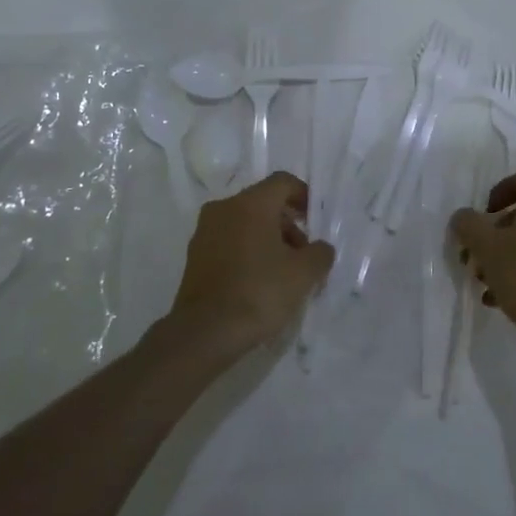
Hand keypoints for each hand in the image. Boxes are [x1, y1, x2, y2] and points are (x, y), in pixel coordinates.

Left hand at [169, 172, 333, 354]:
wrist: (204, 333)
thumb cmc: (258, 293)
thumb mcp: (303, 274)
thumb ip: (320, 253)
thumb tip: (320, 248)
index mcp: (250, 204)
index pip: (282, 182)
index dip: (304, 196)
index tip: (315, 221)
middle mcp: (224, 208)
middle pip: (264, 203)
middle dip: (288, 225)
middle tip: (303, 255)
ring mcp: (205, 232)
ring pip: (245, 223)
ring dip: (268, 240)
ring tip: (283, 274)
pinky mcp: (195, 256)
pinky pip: (229, 242)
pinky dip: (248, 252)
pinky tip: (259, 282)